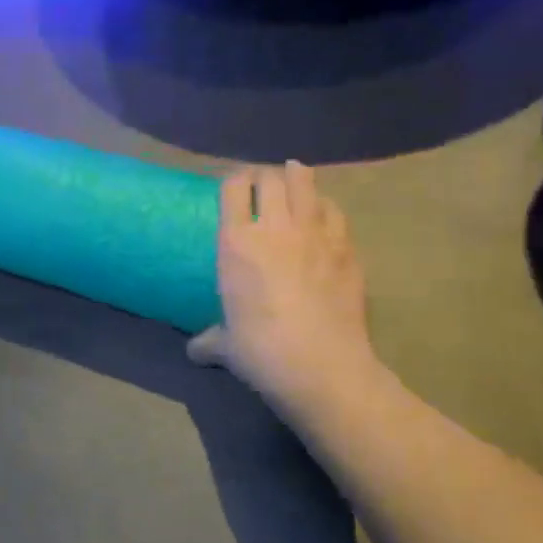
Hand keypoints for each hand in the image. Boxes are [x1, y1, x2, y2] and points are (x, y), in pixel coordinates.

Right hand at [190, 163, 378, 413]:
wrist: (321, 365)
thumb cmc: (261, 351)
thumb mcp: (226, 346)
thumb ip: (210, 340)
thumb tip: (194, 351)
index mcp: (236, 243)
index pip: (234, 188)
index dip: (234, 181)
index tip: (234, 187)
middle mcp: (275, 228)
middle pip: (271, 178)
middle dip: (265, 176)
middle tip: (262, 185)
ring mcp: (316, 234)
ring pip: (307, 185)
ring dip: (298, 178)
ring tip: (294, 178)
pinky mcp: (347, 248)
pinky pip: (335, 212)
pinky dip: (325, 206)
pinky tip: (323, 214)